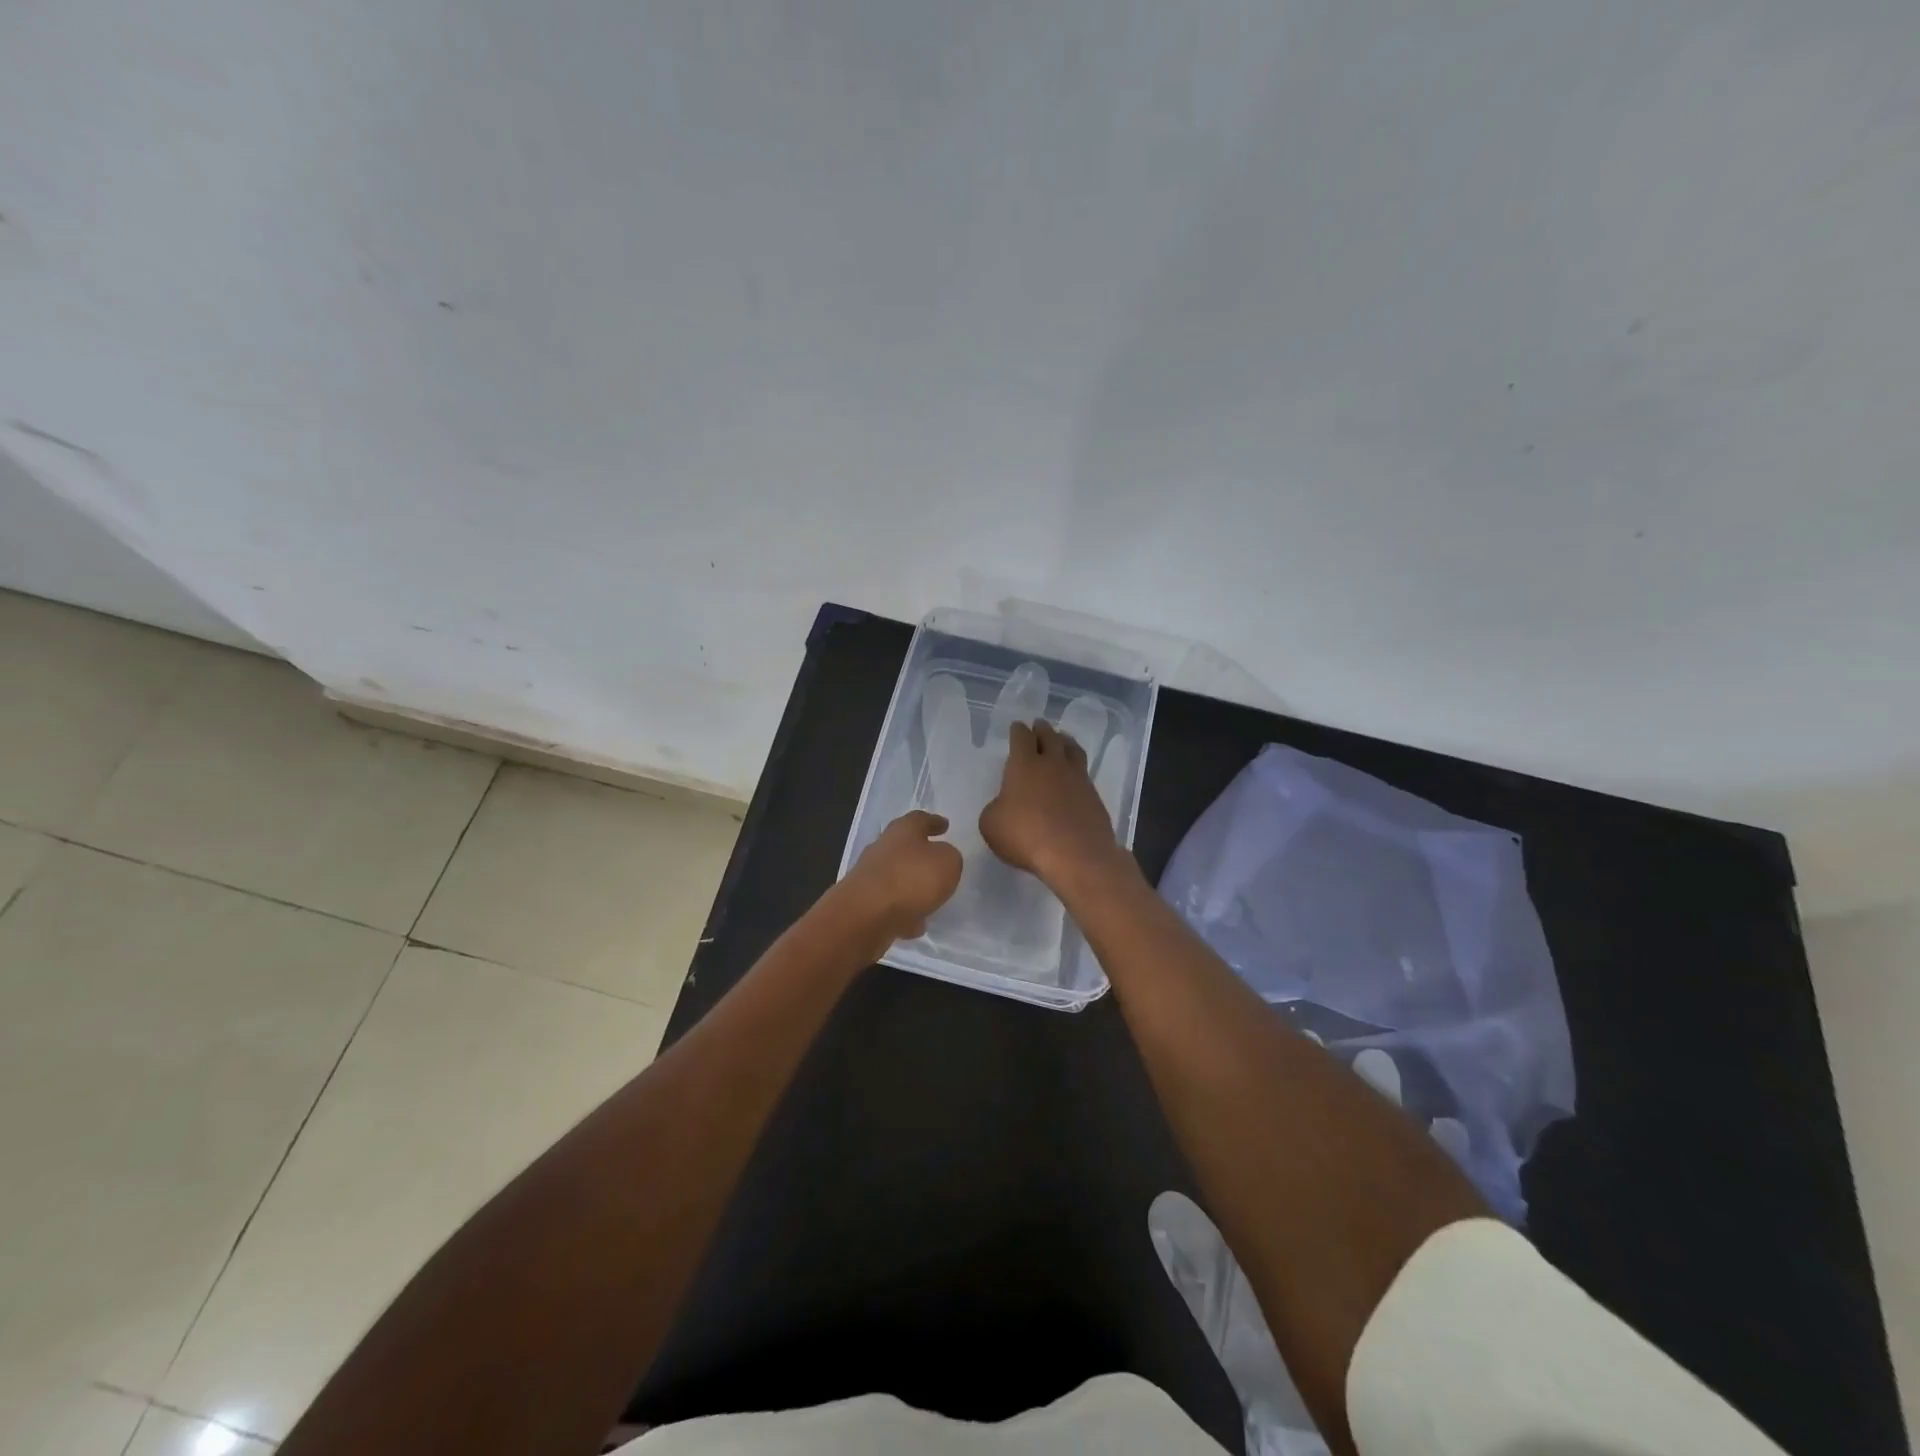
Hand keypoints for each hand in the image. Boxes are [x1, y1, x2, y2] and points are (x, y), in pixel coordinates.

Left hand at [840, 809, 963, 949]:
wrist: (866, 915)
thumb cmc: (912, 878)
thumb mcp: (947, 862)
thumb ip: (949, 857)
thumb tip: (941, 859)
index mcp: (903, 830)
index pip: (920, 819)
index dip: (934, 822)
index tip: (945, 825)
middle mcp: (882, 848)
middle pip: (903, 846)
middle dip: (920, 854)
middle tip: (937, 862)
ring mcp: (870, 876)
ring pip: (896, 876)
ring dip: (911, 886)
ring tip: (930, 898)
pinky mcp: (864, 903)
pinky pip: (889, 904)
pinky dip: (902, 911)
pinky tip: (915, 924)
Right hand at [980, 720, 1128, 890]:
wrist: (1076, 855)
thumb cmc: (1026, 836)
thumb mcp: (991, 825)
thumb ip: (995, 808)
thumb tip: (1004, 805)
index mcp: (1024, 765)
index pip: (1021, 738)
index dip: (1018, 731)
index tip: (1017, 727)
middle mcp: (1052, 764)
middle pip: (1049, 737)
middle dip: (1042, 730)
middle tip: (1039, 725)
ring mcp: (1077, 778)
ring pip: (1072, 749)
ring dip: (1064, 741)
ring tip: (1062, 740)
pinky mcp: (1094, 796)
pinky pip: (1084, 772)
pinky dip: (1077, 768)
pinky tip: (1074, 775)